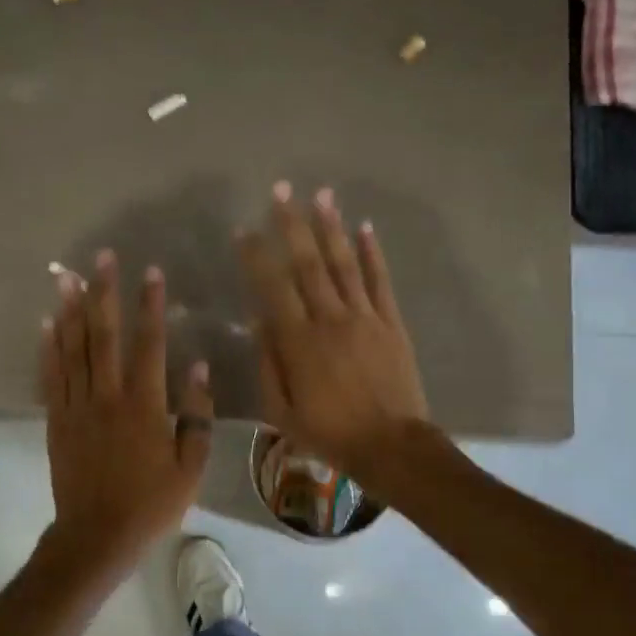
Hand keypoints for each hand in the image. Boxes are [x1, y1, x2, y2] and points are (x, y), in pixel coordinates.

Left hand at [41, 249, 213, 579]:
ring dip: (71, 310)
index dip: (150, 306)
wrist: (97, 535)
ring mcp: (78, 407)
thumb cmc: (151, 504)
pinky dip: (48, 347)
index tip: (151, 272)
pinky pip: (51, 376)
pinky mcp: (57, 420)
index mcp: (145, 406)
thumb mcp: (190, 467)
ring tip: (66, 277)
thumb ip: (197, 416)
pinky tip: (46, 323)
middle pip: (104, 335)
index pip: (149, 344)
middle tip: (101, 257)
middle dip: (104, 293)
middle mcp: (108, 397)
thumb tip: (198, 368)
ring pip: (73, 349)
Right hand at [237, 183, 431, 483]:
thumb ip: (269, 365)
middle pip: (308, 263)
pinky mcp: (391, 323)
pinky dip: (372, 253)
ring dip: (331, 227)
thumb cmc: (330, 433)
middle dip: (292, 225)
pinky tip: (364, 228)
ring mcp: (365, 318)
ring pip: (344, 264)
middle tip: (281, 190)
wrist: (391, 445)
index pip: (273, 288)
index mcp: (299, 342)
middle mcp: (331, 319)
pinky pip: (380, 281)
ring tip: (320, 195)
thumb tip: (260, 323)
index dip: (257, 257)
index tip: (244, 230)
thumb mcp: (282, 411)